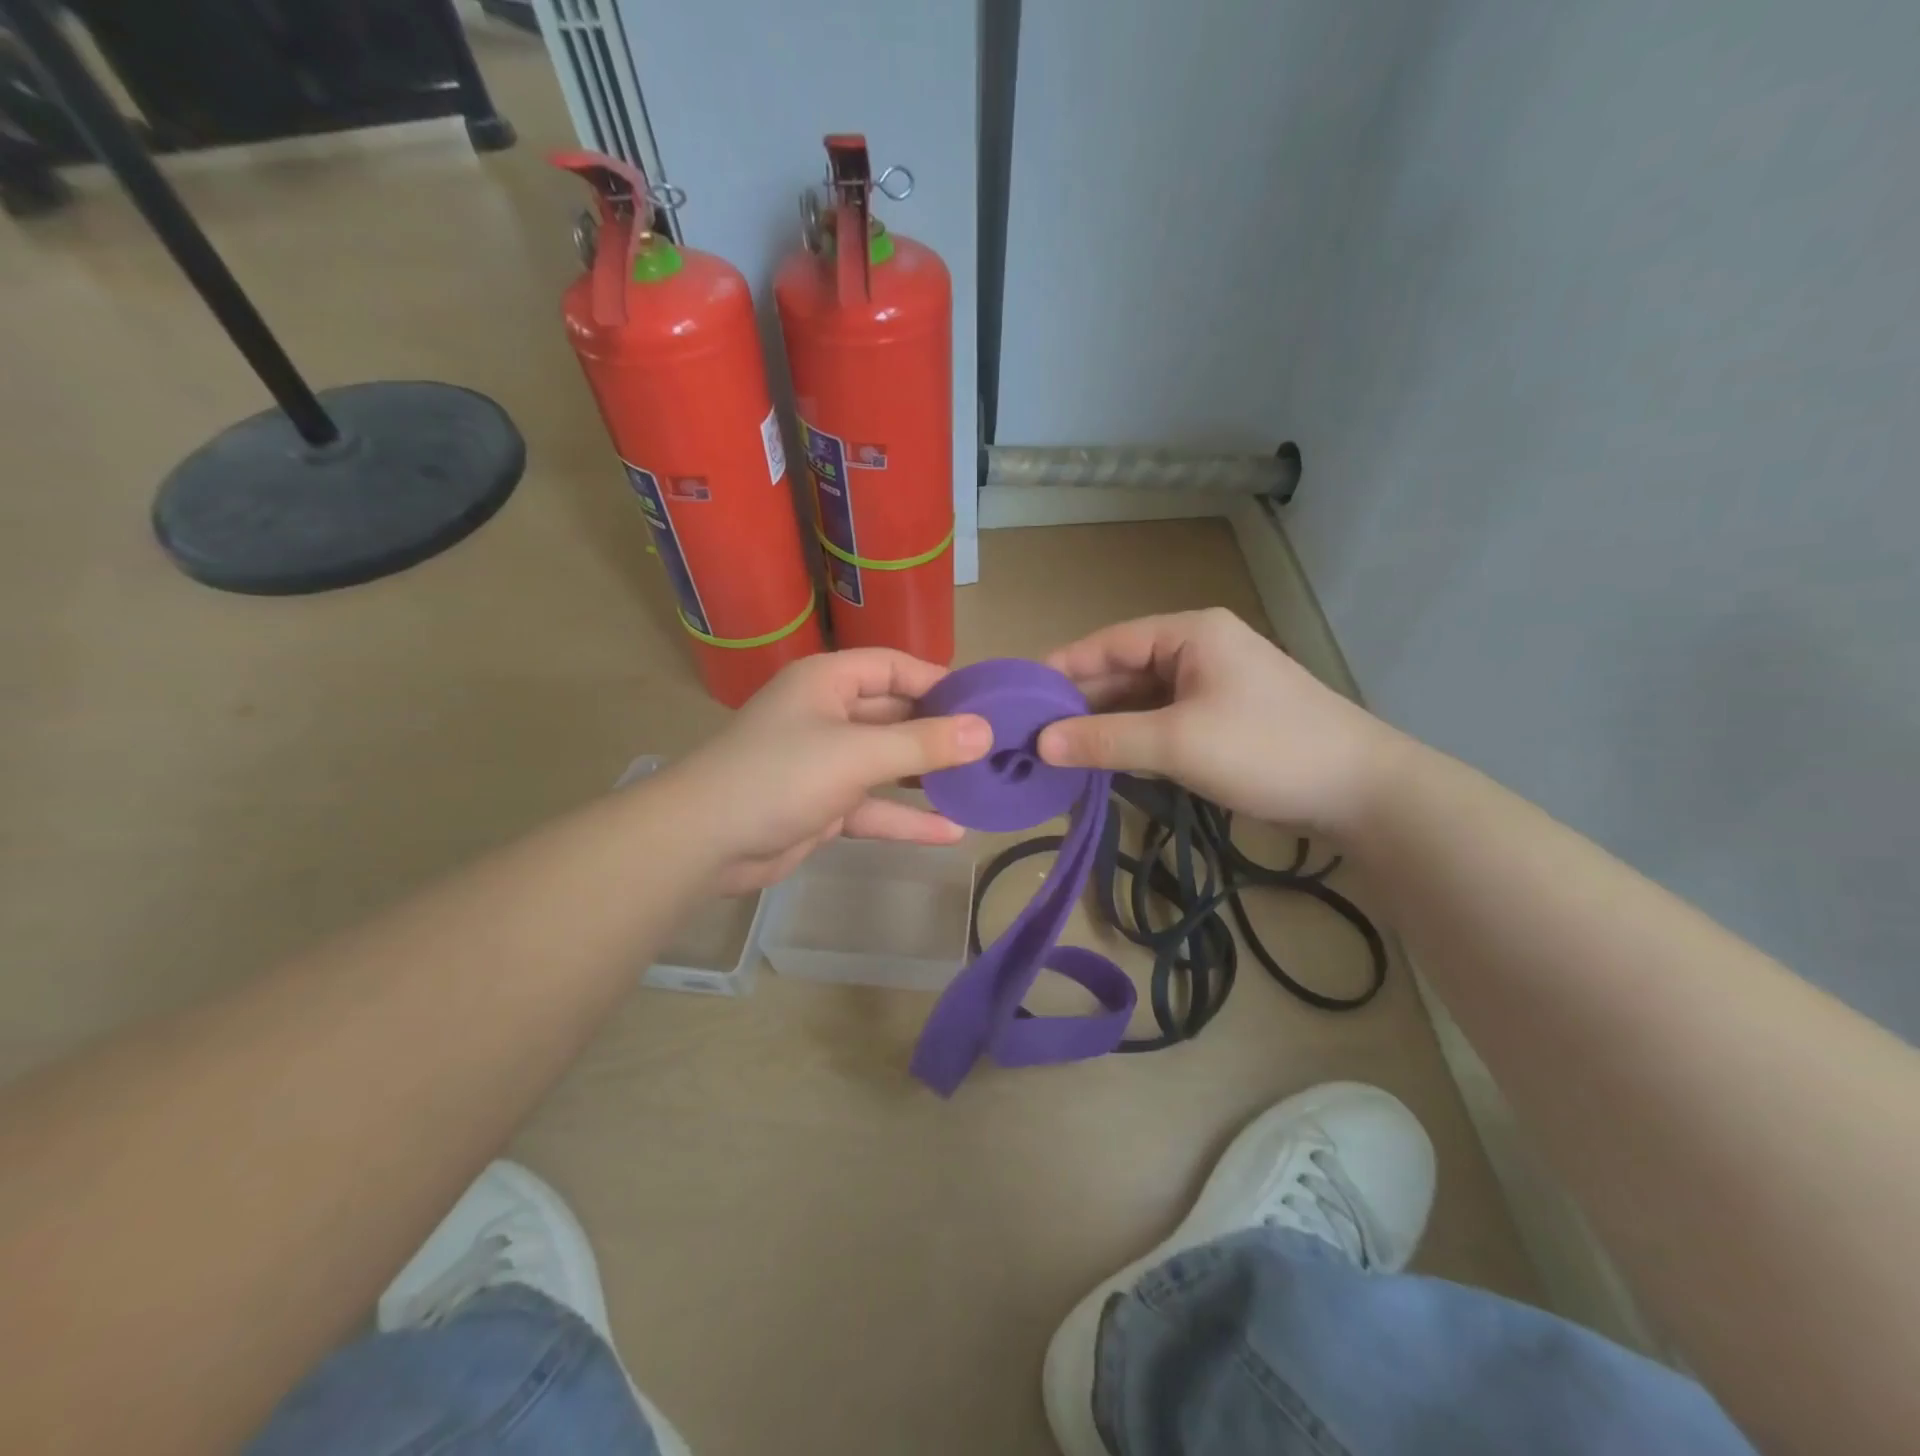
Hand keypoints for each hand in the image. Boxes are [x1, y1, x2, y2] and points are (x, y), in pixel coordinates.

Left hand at [664, 649, 991, 892]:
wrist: (705, 842)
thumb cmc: (780, 776)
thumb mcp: (857, 754)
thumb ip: (923, 743)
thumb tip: (984, 731)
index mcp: (829, 682)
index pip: (894, 667)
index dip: (939, 682)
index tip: (985, 704)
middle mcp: (829, 715)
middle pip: (896, 716)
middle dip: (940, 734)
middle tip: (992, 749)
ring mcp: (825, 763)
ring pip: (888, 765)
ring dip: (928, 778)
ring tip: (980, 787)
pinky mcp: (823, 806)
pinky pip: (874, 807)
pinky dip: (906, 818)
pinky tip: (951, 833)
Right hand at [1037, 608, 1402, 832]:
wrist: (1362, 792)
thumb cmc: (1267, 750)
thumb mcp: (1177, 743)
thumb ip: (1105, 740)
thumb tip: (1040, 743)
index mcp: (1190, 634)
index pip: (1109, 643)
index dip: (1062, 668)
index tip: (1019, 695)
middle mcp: (1199, 650)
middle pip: (1123, 671)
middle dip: (1080, 702)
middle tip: (1031, 733)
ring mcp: (1212, 687)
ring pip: (1142, 700)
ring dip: (1105, 725)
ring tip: (1056, 751)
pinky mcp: (1222, 720)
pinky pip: (1162, 722)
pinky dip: (1133, 740)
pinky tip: (1103, 761)